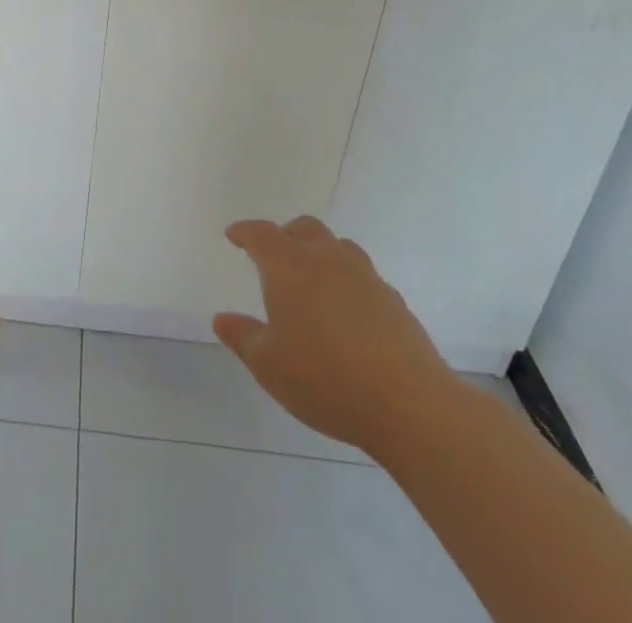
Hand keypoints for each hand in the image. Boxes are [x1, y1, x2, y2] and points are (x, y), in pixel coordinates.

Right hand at [214, 216, 458, 455]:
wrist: (409, 404)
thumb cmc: (325, 379)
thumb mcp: (269, 365)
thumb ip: (242, 337)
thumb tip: (221, 318)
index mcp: (289, 266)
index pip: (261, 234)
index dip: (244, 232)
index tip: (233, 235)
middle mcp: (325, 258)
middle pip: (303, 228)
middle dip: (284, 235)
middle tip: (273, 255)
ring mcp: (364, 276)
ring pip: (337, 246)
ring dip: (319, 252)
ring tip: (312, 278)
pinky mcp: (392, 299)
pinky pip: (362, 275)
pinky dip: (347, 281)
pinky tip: (347, 311)